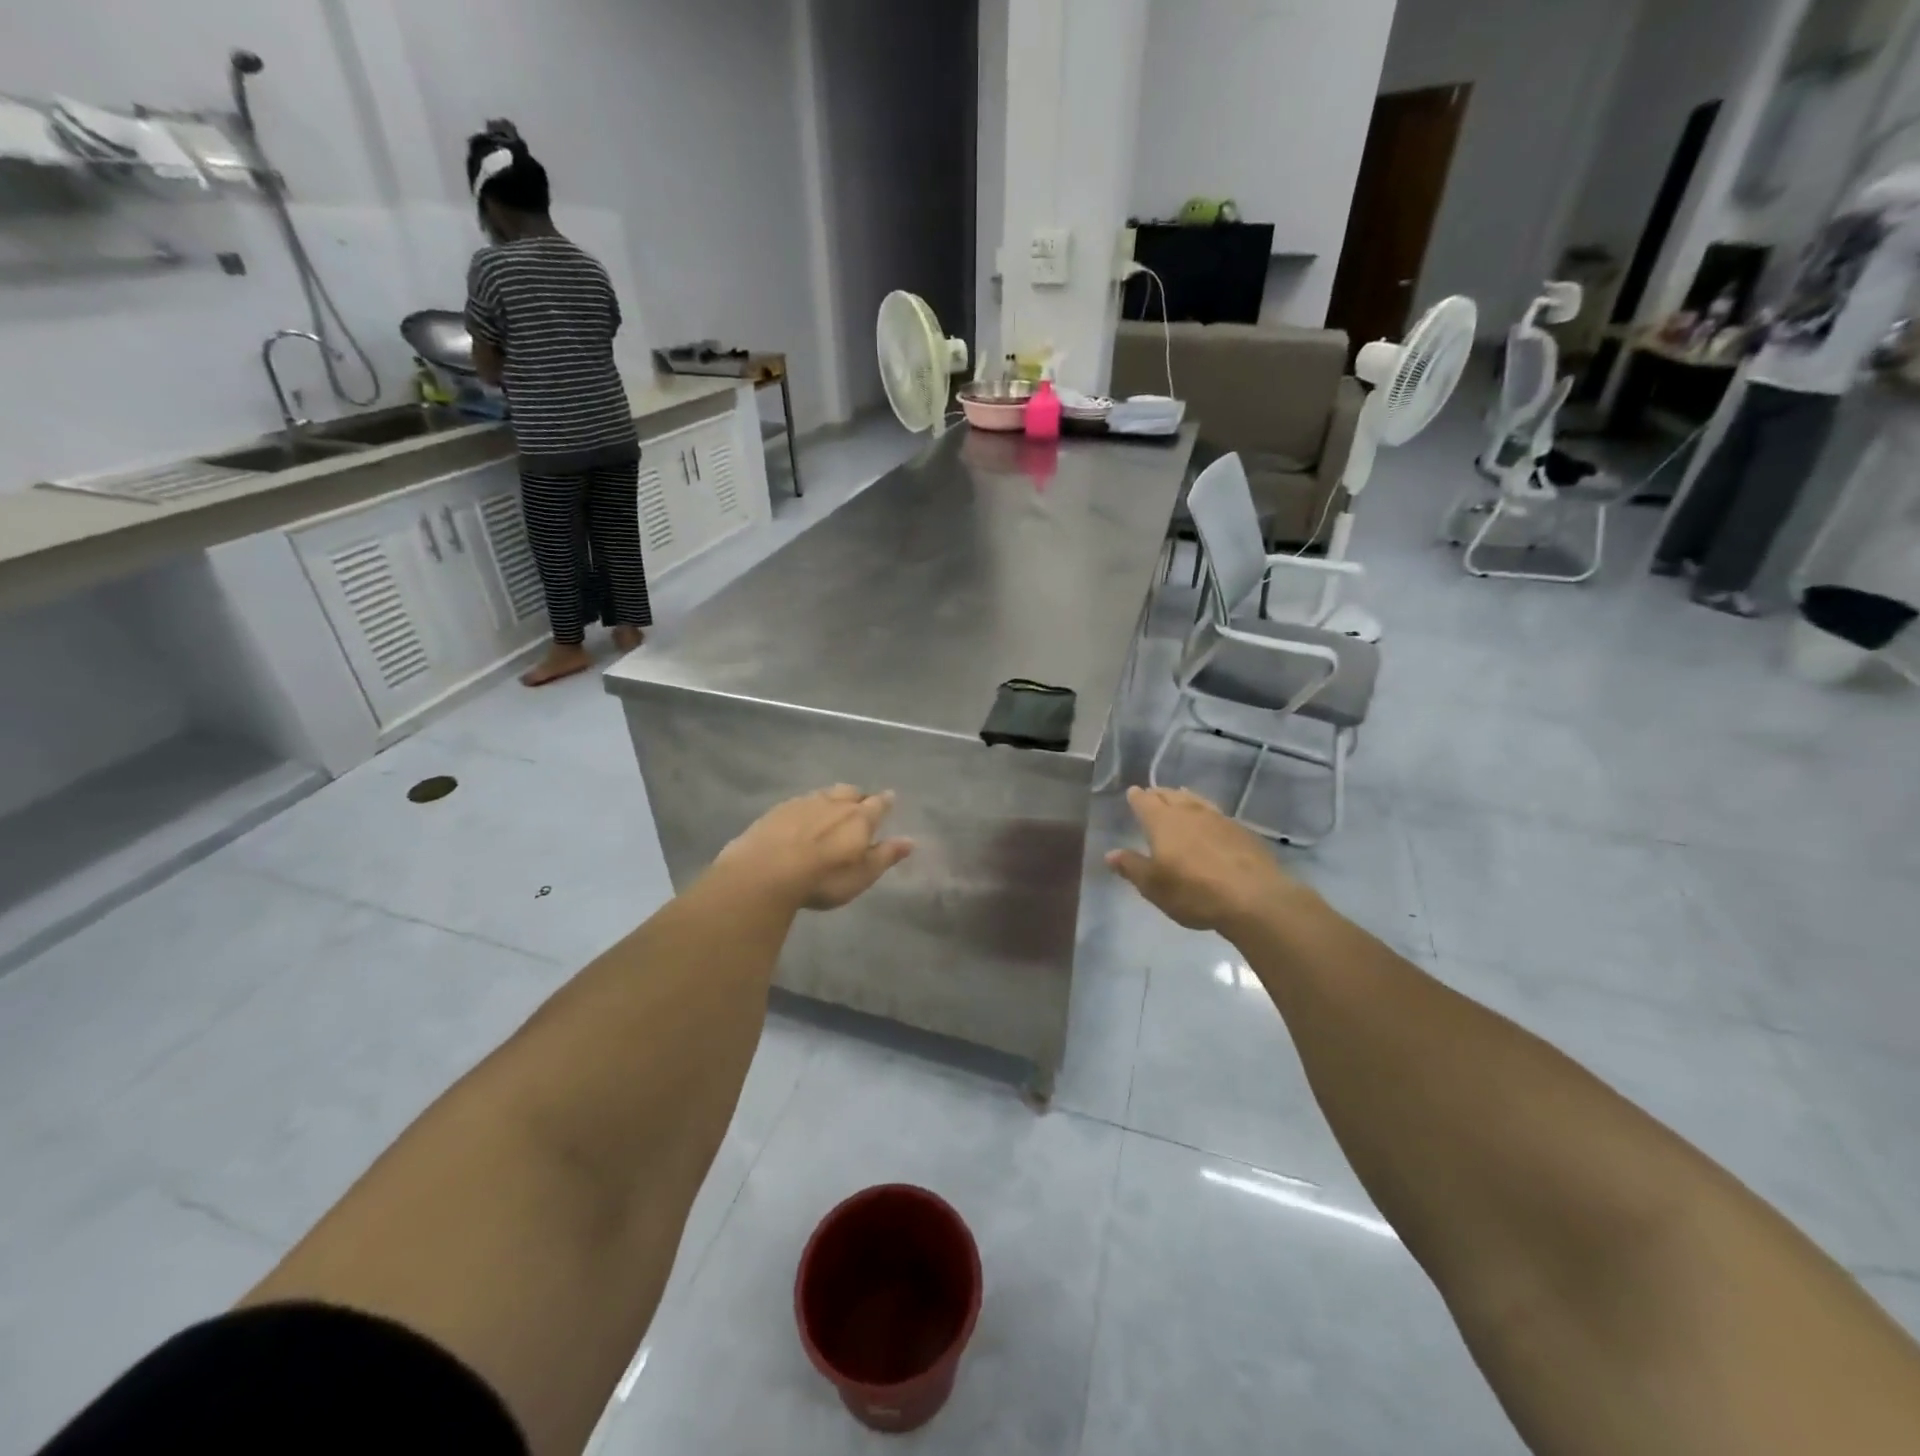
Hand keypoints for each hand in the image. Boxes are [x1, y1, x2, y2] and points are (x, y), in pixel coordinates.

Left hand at [716, 786, 913, 911]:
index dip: (885, 802)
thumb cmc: (822, 878)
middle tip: (860, 805)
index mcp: (859, 817)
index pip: (878, 804)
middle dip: (859, 797)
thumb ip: (885, 855)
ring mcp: (804, 802)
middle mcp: (834, 803)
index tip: (890, 798)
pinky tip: (802, 818)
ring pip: (826, 793)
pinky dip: (808, 807)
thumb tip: (911, 840)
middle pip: (851, 792)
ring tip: (833, 809)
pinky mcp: (779, 809)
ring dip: (833, 799)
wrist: (765, 871)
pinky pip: (801, 801)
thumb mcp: (861, 875)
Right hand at [1107, 786, 1307, 932]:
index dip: (1138, 797)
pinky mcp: (1241, 831)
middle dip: (1159, 794)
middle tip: (1153, 794)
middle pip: (1171, 796)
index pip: (1145, 802)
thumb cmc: (1194, 892)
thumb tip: (1110, 854)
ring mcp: (1219, 819)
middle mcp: (1189, 813)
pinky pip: (1217, 814)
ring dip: (1185, 798)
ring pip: (1196, 801)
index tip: (1133, 792)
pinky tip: (1210, 822)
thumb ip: (1131, 867)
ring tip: (1180, 797)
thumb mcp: (1153, 886)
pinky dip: (1207, 813)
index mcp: (1163, 822)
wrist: (1253, 898)